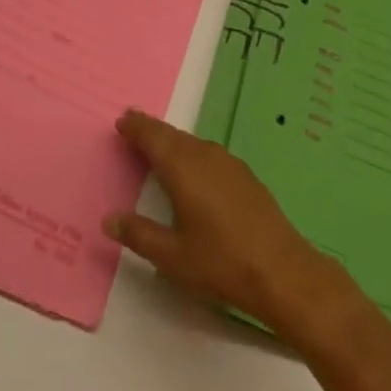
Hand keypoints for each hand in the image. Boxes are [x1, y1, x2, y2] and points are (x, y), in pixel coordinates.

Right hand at [104, 109, 340, 333]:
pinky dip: (191, 153)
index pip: (153, 136)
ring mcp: (227, 162)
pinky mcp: (244, 174)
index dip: (136, 126)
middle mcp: (204, 154)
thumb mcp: (172, 257)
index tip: (121, 121)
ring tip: (157, 149)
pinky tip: (192, 171)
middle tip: (132, 129)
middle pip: (172, 135)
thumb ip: (139, 235)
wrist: (282, 270)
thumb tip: (109, 219)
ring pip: (191, 142)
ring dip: (172, 142)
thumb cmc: (221, 263)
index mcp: (182, 167)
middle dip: (150, 130)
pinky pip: (207, 153)